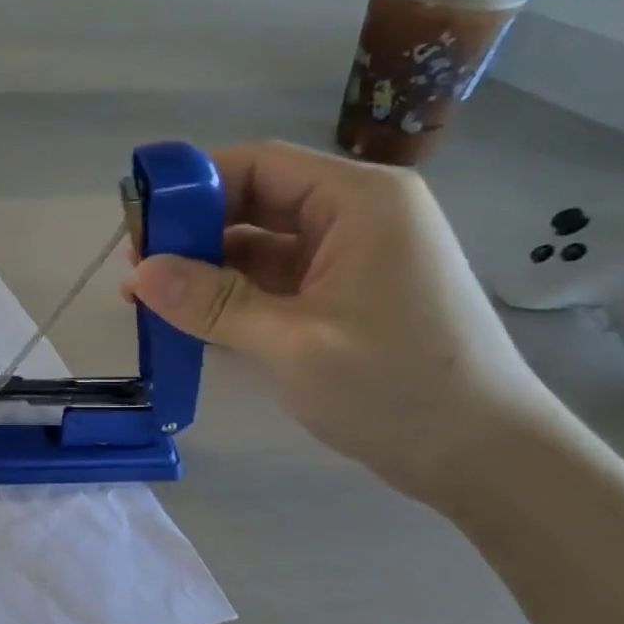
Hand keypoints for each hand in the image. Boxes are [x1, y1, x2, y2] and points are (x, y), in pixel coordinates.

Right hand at [127, 141, 562, 500]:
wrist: (485, 458)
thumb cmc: (397, 388)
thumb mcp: (292, 343)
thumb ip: (212, 303)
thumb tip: (140, 274)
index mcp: (359, 201)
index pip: (258, 165)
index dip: (192, 188)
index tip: (140, 228)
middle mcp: (356, 217)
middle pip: (256, 202)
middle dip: (193, 233)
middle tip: (138, 273)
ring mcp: (352, 260)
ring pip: (261, 246)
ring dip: (208, 270)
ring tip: (152, 301)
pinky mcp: (344, 299)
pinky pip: (276, 282)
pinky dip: (234, 297)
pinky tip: (193, 321)